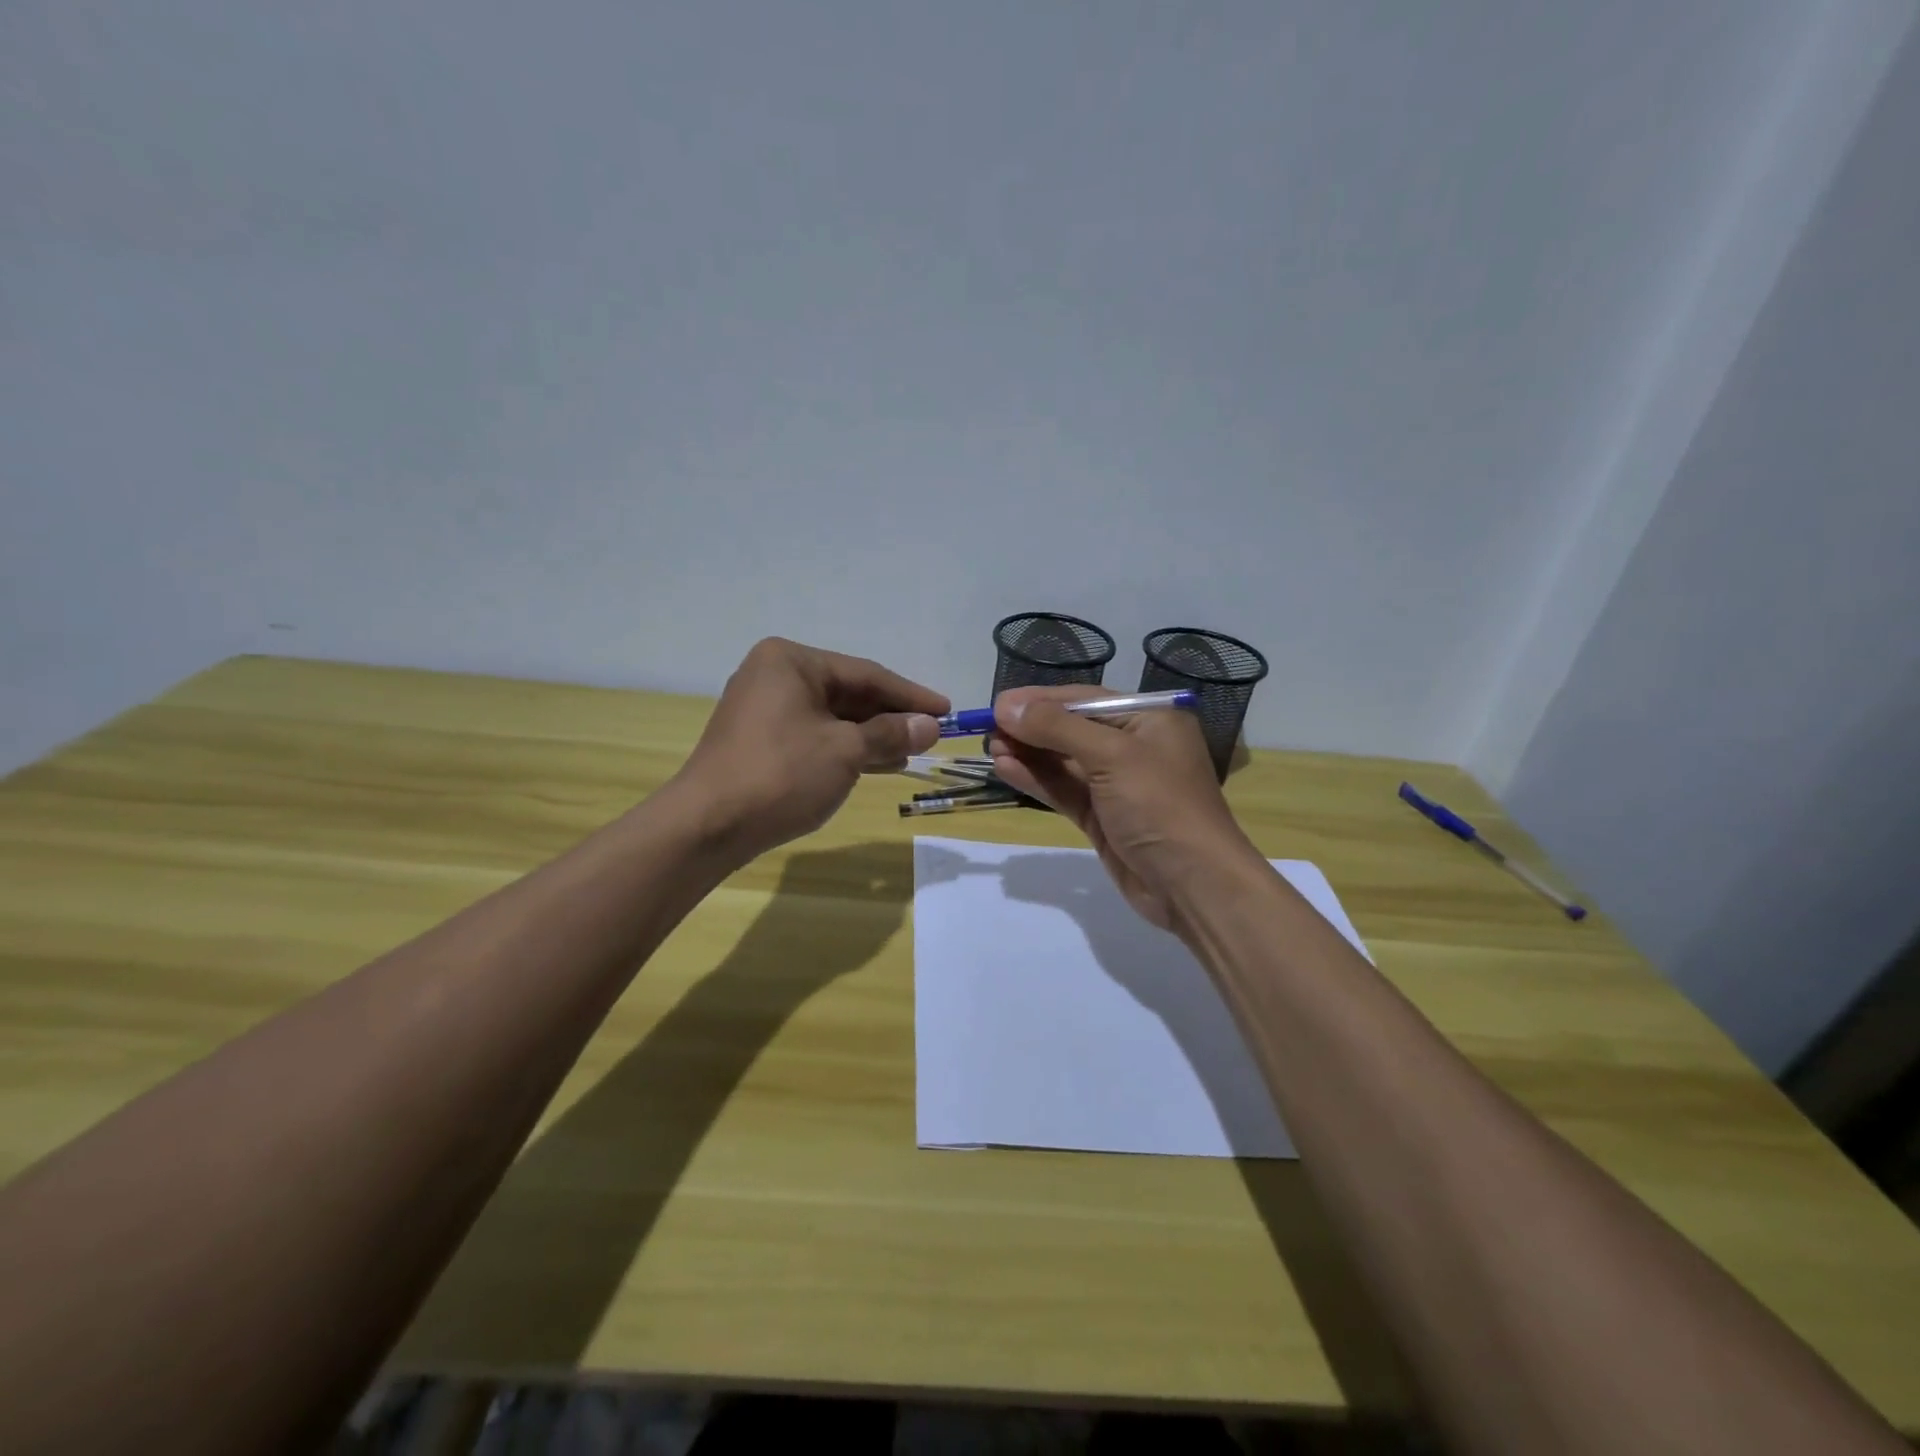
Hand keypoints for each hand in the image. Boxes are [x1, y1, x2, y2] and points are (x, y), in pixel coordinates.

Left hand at [676, 638, 947, 862]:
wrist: (707, 826)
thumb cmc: (781, 775)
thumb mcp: (845, 751)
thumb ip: (890, 733)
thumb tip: (930, 726)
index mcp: (792, 661)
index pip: (866, 674)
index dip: (910, 695)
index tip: (947, 710)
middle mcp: (774, 675)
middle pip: (848, 693)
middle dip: (890, 717)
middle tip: (931, 735)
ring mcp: (763, 709)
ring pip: (832, 717)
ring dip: (871, 736)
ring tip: (911, 753)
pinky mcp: (759, 741)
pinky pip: (814, 735)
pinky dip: (845, 749)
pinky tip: (876, 764)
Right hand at [988, 686, 1260, 932]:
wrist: (1193, 885)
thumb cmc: (1160, 805)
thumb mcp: (1112, 756)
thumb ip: (1057, 729)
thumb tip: (1007, 706)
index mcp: (1149, 720)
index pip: (1085, 699)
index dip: (1041, 700)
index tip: (999, 703)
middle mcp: (1134, 747)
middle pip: (1072, 728)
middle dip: (1031, 728)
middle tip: (987, 728)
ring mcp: (1117, 785)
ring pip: (1064, 761)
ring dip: (1029, 753)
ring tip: (990, 746)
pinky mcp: (1103, 817)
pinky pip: (1064, 790)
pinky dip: (1037, 780)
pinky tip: (1006, 769)